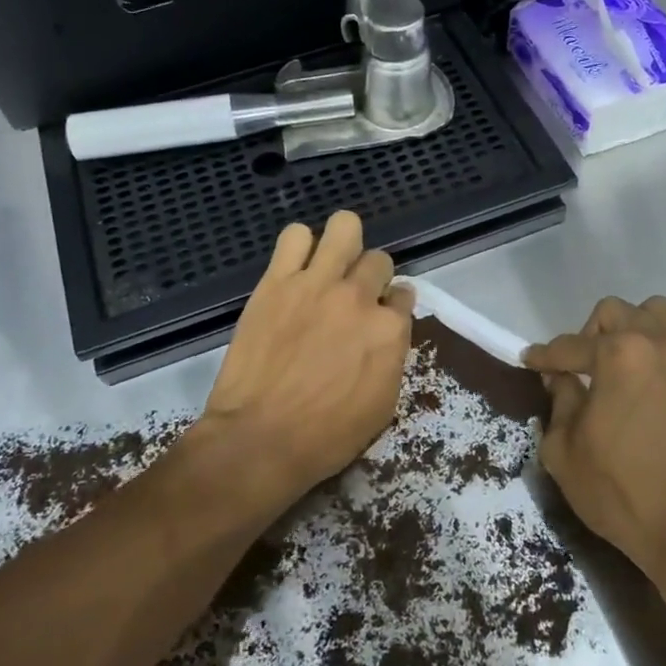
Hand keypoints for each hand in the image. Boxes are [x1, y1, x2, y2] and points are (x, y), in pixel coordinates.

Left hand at [196, 211, 413, 515]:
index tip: (380, 317)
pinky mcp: (277, 281)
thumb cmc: (327, 436)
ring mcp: (317, 283)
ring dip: (343, 243)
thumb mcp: (382, 406)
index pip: (404, 296)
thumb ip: (391, 358)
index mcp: (390, 330)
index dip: (392, 306)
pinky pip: (294, 236)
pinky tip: (295, 267)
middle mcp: (359, 297)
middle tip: (353, 297)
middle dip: (371, 277)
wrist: (260, 438)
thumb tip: (387, 333)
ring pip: (345, 227)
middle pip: (379, 260)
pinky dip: (299, 246)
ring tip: (329, 265)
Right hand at [524, 296, 665, 579]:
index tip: (530, 361)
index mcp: (620, 354)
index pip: (570, 346)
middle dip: (590, 334)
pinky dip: (663, 355)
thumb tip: (563, 379)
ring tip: (622, 367)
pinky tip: (651, 389)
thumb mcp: (564, 451)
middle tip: (580, 368)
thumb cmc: (621, 491)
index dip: (544, 356)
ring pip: (659, 316)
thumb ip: (559, 403)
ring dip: (634, 331)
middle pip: (617, 313)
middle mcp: (661, 343)